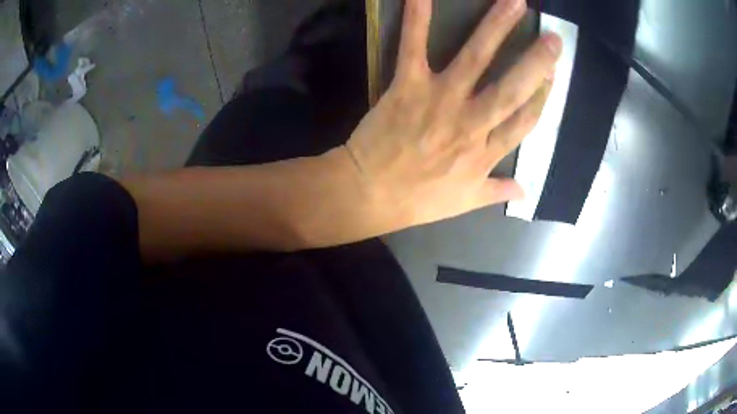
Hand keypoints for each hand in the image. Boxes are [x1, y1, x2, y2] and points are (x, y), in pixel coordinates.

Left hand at [344, 0, 560, 226]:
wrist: (369, 194)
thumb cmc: (417, 200)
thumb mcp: (464, 203)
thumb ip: (496, 192)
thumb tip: (524, 190)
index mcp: (486, 153)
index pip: (525, 120)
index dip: (542, 96)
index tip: (553, 74)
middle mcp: (471, 123)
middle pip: (512, 88)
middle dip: (536, 62)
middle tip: (554, 39)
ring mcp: (440, 101)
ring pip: (476, 59)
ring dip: (496, 27)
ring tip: (514, 2)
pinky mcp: (408, 86)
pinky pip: (414, 47)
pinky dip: (417, 19)